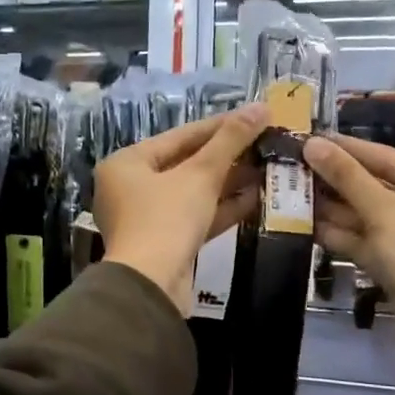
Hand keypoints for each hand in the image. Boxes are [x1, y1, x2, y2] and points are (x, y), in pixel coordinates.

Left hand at [95, 105, 267, 312]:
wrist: (151, 287)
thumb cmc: (167, 219)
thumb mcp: (200, 175)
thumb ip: (230, 141)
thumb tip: (261, 107)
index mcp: (127, 163)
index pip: (180, 136)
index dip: (220, 126)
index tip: (255, 116)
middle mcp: (130, 188)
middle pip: (186, 164)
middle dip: (227, 156)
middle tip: (265, 142)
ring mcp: (147, 218)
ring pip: (193, 192)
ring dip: (229, 182)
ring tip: (267, 167)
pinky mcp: (165, 244)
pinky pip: (196, 217)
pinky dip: (222, 208)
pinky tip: (257, 198)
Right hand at [303, 134, 394, 351]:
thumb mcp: (387, 214)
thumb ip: (348, 178)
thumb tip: (312, 144)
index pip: (387, 157)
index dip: (346, 148)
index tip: (308, 136)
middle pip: (375, 185)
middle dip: (334, 179)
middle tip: (291, 164)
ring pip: (365, 214)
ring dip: (330, 206)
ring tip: (288, 190)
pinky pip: (363, 239)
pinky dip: (337, 233)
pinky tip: (302, 222)